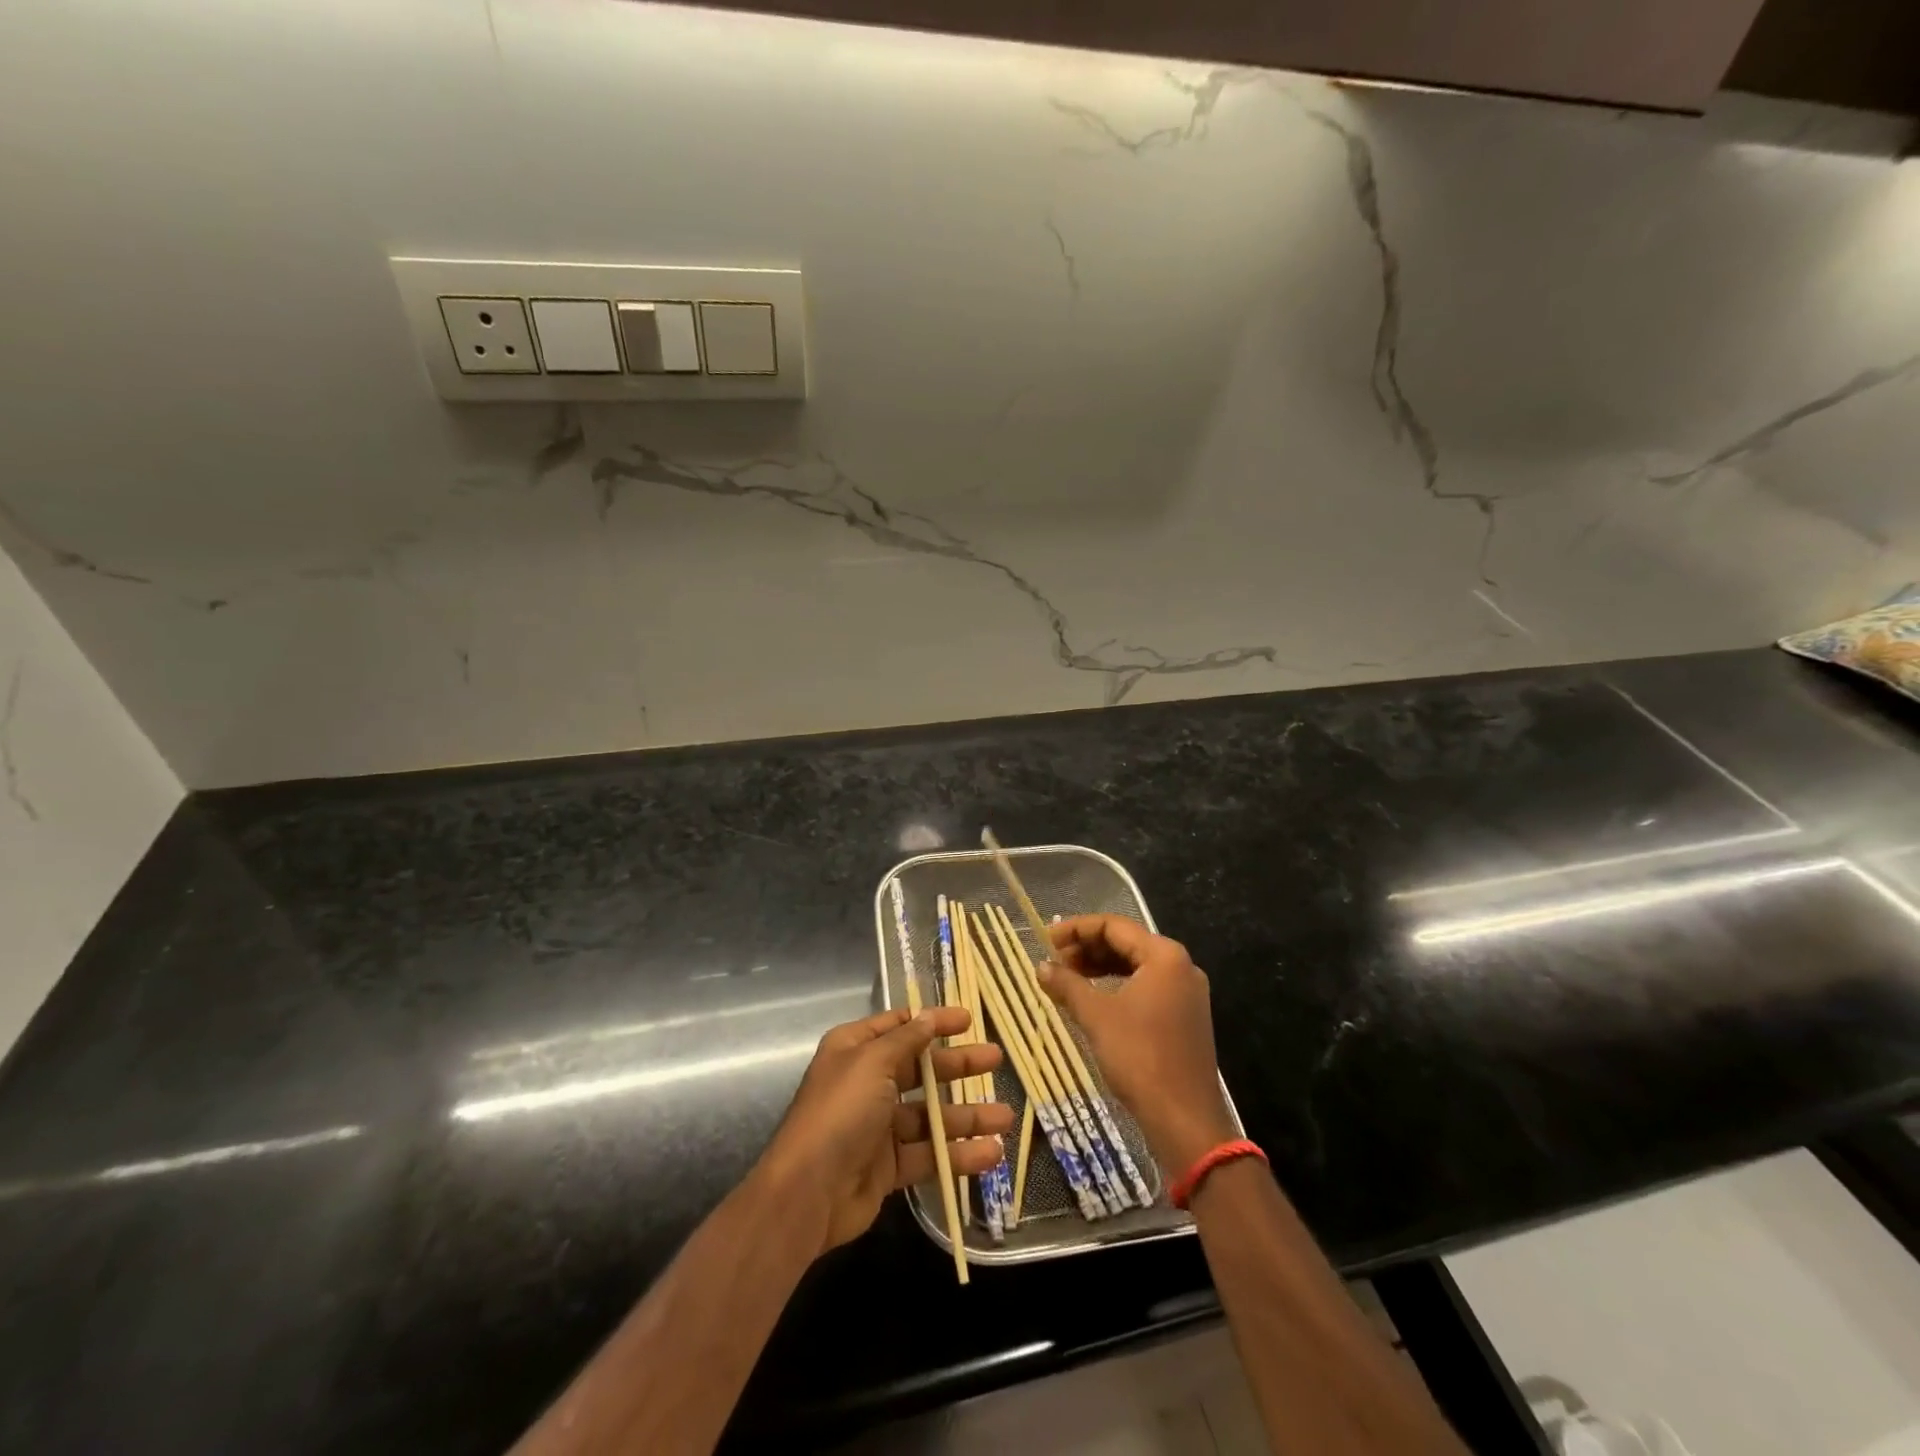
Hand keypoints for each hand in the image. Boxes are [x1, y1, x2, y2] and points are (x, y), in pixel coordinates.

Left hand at [757, 1006, 1010, 1256]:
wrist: (807, 1193)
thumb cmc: (840, 1112)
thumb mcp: (872, 1063)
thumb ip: (906, 1040)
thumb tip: (928, 1017)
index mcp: (856, 1050)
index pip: (900, 1026)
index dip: (933, 1021)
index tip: (968, 1019)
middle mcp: (867, 1083)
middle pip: (922, 1069)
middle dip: (959, 1066)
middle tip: (996, 1060)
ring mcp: (878, 1127)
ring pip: (931, 1115)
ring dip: (968, 1116)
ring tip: (1007, 1118)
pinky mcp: (888, 1167)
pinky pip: (929, 1154)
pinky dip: (958, 1154)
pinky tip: (991, 1154)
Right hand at [1040, 916, 1237, 1171]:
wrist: (1185, 1120)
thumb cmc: (1140, 1057)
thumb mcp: (1096, 1016)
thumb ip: (1067, 985)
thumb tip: (1040, 967)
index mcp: (1164, 955)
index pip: (1114, 925)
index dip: (1076, 929)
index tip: (1046, 940)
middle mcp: (1180, 966)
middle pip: (1126, 942)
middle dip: (1087, 948)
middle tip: (1054, 960)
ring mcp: (1186, 992)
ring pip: (1135, 965)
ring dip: (1100, 967)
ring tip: (1067, 978)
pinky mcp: (1184, 1016)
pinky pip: (1146, 986)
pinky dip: (1117, 986)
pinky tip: (1092, 999)